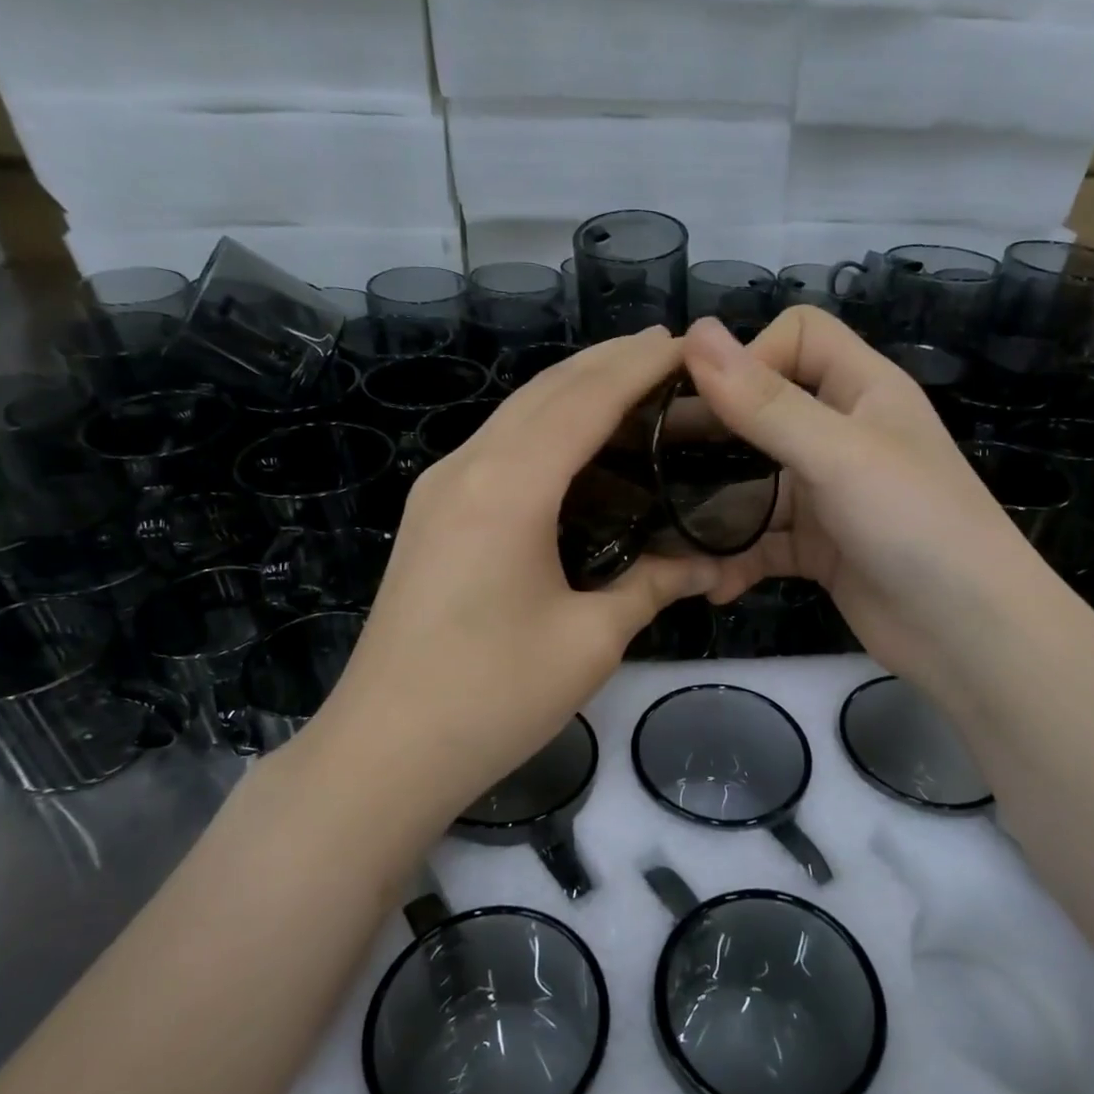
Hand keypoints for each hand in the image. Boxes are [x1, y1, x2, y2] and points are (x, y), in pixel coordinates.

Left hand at [295, 329, 718, 820]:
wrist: (385, 750)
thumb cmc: (493, 697)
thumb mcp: (590, 640)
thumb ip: (653, 586)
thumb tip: (708, 564)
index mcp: (509, 487)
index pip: (585, 399)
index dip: (639, 365)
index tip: (689, 343)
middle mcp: (467, 468)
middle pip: (545, 391)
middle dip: (608, 363)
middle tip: (671, 357)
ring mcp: (439, 490)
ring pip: (515, 415)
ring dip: (573, 392)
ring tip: (633, 389)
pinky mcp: (430, 517)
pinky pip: (497, 448)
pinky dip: (544, 429)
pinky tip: (577, 448)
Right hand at [681, 309, 1040, 713]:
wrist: (968, 633)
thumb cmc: (913, 524)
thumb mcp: (836, 454)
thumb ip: (764, 402)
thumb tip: (694, 333)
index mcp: (861, 390)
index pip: (798, 336)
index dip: (751, 356)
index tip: (705, 400)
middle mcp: (843, 435)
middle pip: (764, 412)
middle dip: (712, 435)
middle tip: (651, 461)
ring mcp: (829, 496)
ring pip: (756, 485)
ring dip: (717, 512)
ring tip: (671, 536)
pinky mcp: (819, 549)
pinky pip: (764, 542)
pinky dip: (738, 560)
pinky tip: (715, 583)